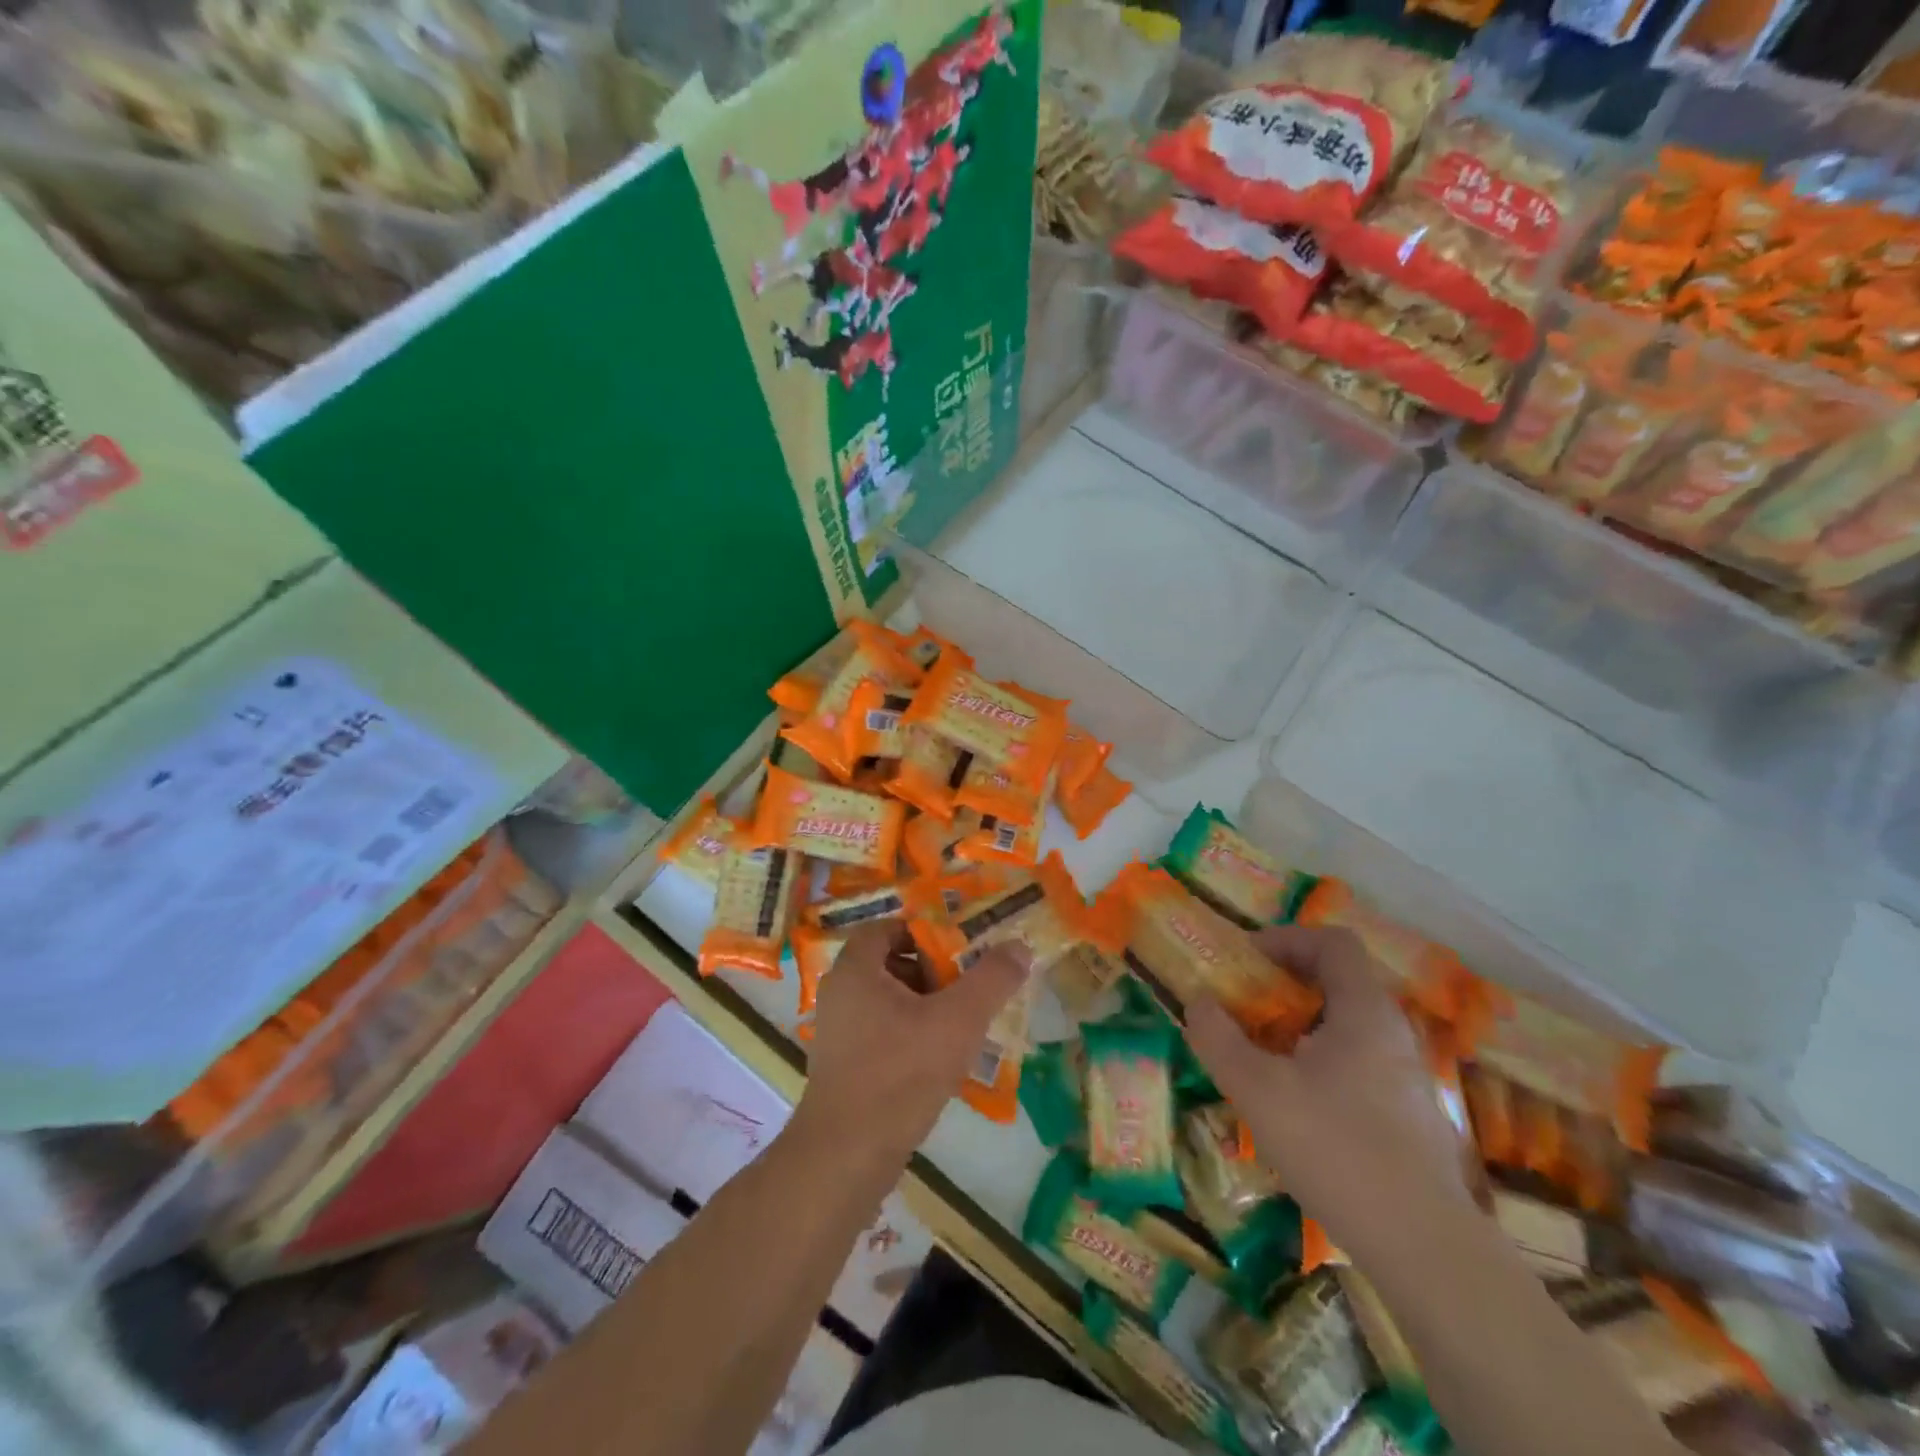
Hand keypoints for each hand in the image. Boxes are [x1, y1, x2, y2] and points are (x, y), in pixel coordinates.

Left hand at [798, 922, 1028, 1163]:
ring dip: (925, 1004)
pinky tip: (940, 1058)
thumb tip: (1019, 946)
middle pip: (890, 962)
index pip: (887, 927)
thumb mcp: (958, 1020)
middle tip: (968, 984)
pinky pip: (881, 1031)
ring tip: (962, 1022)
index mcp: (856, 970)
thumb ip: (991, 979)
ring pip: (888, 1000)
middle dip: (932, 969)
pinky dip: (911, 1032)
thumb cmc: (901, 1073)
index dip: (925, 931)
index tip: (960, 947)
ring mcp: (838, 1031)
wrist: (847, 1156)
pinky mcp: (843, 1065)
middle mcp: (840, 993)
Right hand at [1184, 925, 1474, 1256]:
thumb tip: (1198, 1002)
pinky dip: (1322, 1059)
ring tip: (1263, 1054)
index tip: (1246, 960)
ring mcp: (1409, 1076)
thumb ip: (1218, 1038)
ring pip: (1349, 1025)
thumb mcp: (1257, 1090)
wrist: (1426, 1249)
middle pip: (1340, 981)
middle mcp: (1394, 1032)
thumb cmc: (1336, 1149)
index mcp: (1365, 1010)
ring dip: (1301, 1024)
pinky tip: (1297, 1103)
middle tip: (1245, 1005)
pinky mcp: (1412, 1115)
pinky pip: (1360, 1061)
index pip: (1333, 942)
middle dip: (1286, 983)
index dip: (1286, 939)